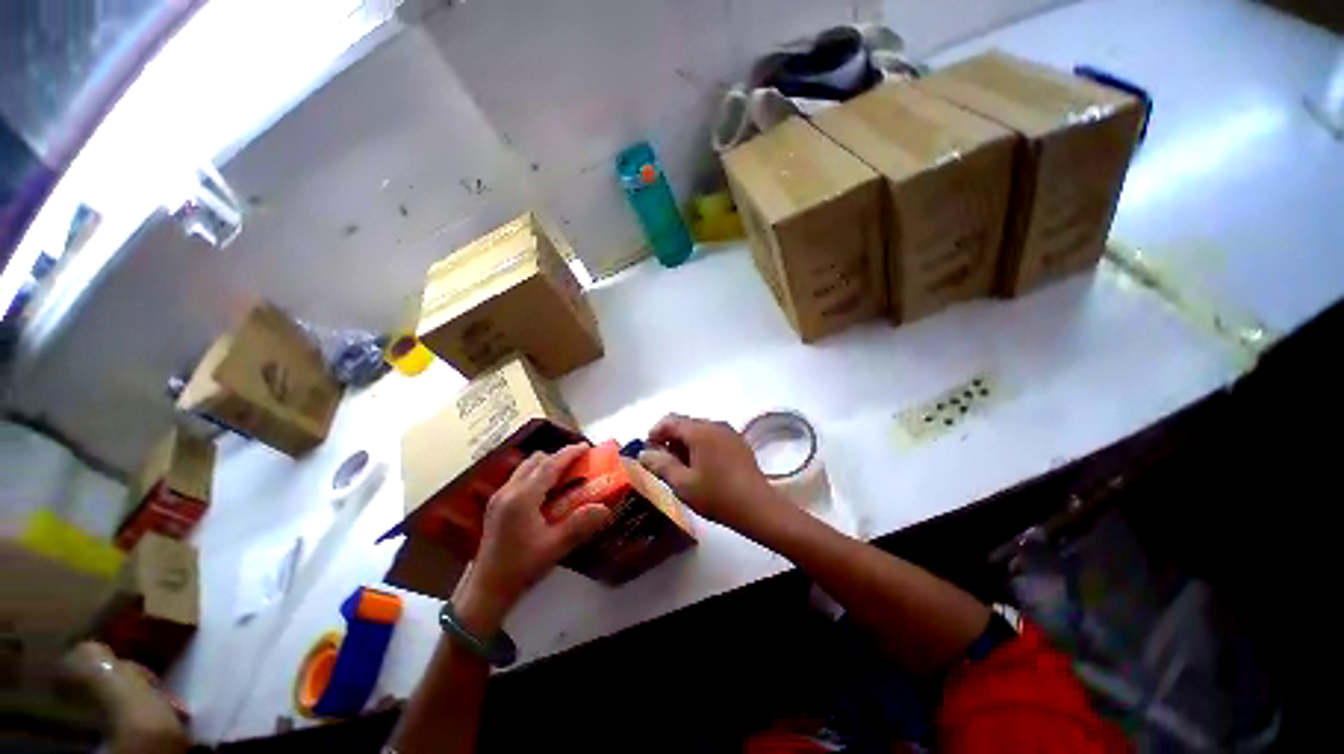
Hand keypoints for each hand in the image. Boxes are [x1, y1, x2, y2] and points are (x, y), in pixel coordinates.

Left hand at [454, 445, 610, 633]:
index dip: (569, 453)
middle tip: (578, 464)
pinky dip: (535, 475)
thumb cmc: (521, 567)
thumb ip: (579, 524)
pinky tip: (545, 492)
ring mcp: (499, 497)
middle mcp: (508, 491)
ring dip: (545, 465)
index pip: (549, 466)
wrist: (485, 590)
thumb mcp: (554, 547)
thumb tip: (605, 508)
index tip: (586, 446)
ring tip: (564, 476)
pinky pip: (518, 478)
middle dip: (558, 457)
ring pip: (525, 468)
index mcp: (522, 498)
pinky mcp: (495, 505)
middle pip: (535, 461)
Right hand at [638, 414, 785, 536]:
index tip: (648, 453)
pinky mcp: (738, 442)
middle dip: (669, 440)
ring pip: (698, 431)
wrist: (758, 507)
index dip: (654, 433)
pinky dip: (700, 446)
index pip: (669, 420)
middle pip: (684, 424)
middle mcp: (715, 424)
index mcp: (700, 430)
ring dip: (685, 444)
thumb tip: (644, 453)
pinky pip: (712, 437)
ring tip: (681, 469)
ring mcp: (729, 432)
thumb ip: (660, 465)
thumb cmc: (717, 495)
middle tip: (663, 464)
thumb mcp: (682, 484)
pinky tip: (701, 468)